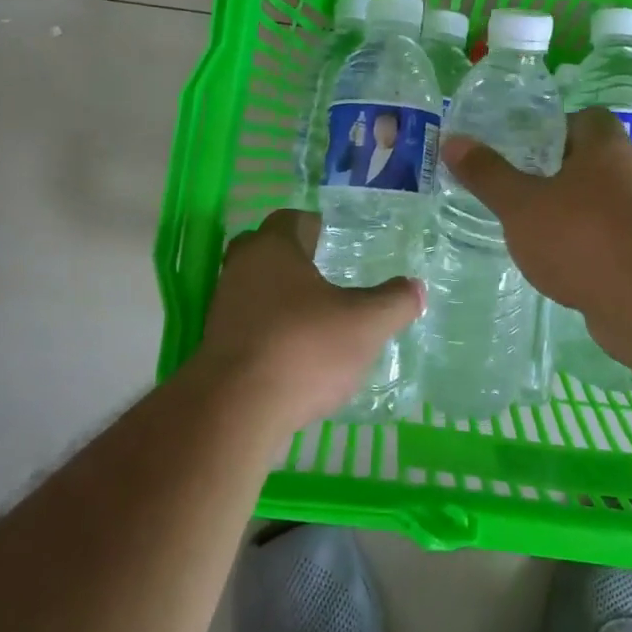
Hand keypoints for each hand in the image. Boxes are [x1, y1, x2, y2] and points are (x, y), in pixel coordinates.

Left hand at [191, 209, 423, 434]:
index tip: (335, 241)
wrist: (235, 412)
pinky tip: (297, 353)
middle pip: (265, 251)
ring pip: (254, 289)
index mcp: (272, 248)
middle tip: (326, 274)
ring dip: (281, 298)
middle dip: (293, 259)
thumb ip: (395, 301)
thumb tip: (416, 288)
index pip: (290, 219)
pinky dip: (271, 331)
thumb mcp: (366, 324)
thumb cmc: (304, 348)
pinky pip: (248, 325)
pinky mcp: (216, 348)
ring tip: (317, 318)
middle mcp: (240, 270)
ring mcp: (223, 310)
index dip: (314, 226)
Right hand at [441, 109, 631, 352]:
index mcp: (606, 147)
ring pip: (599, 202)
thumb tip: (453, 140)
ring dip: (570, 211)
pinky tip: (555, 262)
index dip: (554, 127)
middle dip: (556, 171)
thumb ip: (487, 174)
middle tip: (517, 185)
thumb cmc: (580, 236)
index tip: (523, 147)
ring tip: (529, 226)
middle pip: (591, 160)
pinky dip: (584, 244)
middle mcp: (631, 173)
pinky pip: (607, 237)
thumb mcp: (521, 203)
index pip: (586, 118)